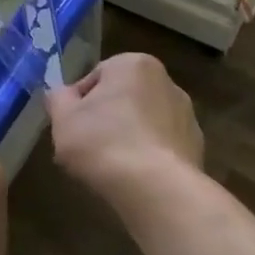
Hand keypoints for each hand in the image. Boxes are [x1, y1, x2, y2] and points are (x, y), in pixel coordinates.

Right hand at [47, 53, 203, 212]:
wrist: (157, 190)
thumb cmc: (104, 143)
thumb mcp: (63, 119)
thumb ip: (57, 99)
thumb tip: (60, 95)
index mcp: (133, 64)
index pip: (95, 78)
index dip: (78, 105)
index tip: (71, 129)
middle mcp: (166, 81)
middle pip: (122, 99)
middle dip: (105, 120)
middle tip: (87, 149)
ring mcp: (186, 115)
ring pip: (143, 123)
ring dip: (127, 139)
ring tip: (110, 169)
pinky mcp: (197, 147)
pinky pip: (161, 147)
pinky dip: (148, 158)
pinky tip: (134, 180)